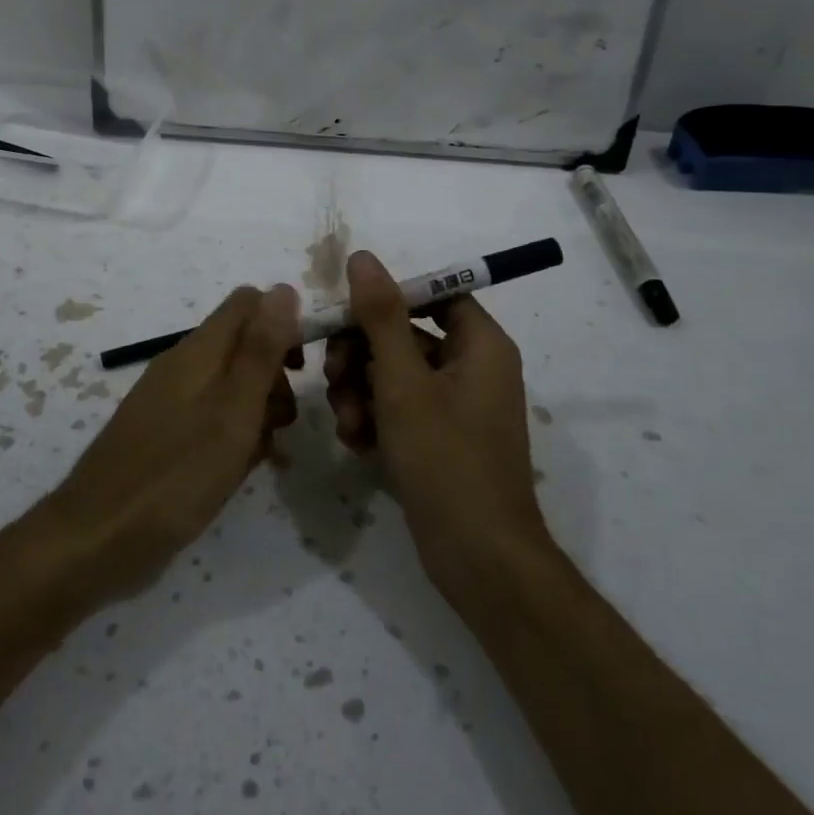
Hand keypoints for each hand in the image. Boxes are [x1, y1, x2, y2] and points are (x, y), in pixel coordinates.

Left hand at [43, 285, 301, 600]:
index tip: (300, 370)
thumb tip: (283, 288)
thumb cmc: (175, 475)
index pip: (248, 303)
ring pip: (230, 386)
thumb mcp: (233, 411)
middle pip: (243, 346)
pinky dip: (231, 436)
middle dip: (273, 378)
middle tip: (281, 423)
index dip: (282, 325)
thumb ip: (260, 351)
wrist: (97, 538)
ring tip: (261, 455)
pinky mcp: (163, 435)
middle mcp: (182, 366)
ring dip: (256, 412)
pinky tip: (237, 471)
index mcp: (199, 351)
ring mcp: (169, 401)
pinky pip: (210, 419)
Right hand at [324, 250, 547, 596]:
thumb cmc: (445, 458)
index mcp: (480, 344)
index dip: (388, 298)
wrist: (478, 557)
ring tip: (346, 423)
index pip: (433, 294)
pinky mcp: (440, 438)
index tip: (346, 314)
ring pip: (395, 374)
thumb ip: (381, 317)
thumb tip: (363, 257)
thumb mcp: (403, 382)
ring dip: (361, 391)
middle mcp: (472, 367)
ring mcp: (457, 406)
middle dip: (362, 354)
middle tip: (334, 376)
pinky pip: (400, 409)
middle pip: (406, 334)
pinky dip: (375, 418)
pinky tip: (357, 443)